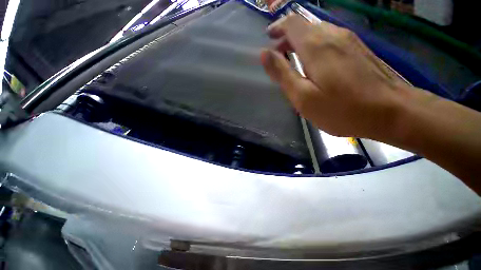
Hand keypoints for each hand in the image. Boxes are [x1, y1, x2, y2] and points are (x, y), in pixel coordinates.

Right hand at [260, 14, 413, 139]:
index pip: (291, 23)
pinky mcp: (358, 49)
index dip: (277, 27)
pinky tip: (314, 63)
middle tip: (278, 54)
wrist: (391, 111)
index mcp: (315, 46)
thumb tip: (265, 54)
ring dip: (301, 42)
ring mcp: (349, 40)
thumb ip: (282, 73)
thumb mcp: (302, 96)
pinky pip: (330, 40)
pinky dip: (315, 46)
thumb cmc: (340, 108)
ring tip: (293, 58)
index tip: (269, 37)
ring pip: (317, 32)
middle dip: (287, 37)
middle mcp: (333, 35)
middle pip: (304, 26)